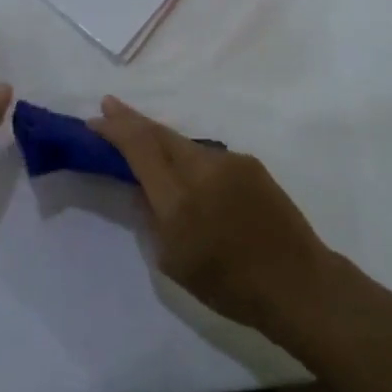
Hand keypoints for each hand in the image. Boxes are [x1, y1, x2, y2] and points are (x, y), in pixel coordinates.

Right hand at [91, 96, 335, 333]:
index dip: (115, 129)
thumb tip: (141, 188)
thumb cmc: (229, 285)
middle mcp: (203, 168)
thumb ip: (152, 217)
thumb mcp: (173, 262)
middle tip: (109, 106)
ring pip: (184, 143)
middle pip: (159, 133)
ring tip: (143, 142)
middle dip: (130, 119)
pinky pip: (208, 155)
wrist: (297, 282)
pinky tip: (187, 173)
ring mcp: (230, 161)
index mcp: (178, 198)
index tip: (95, 120)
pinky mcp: (250, 164)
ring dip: (161, 139)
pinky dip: (188, 157)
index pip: (139, 148)